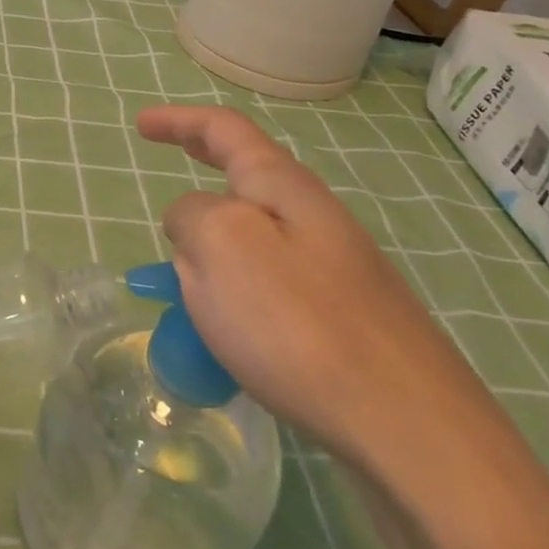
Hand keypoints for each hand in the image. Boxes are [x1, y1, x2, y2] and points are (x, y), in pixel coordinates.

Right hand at [137, 104, 497, 471]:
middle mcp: (314, 217)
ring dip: (212, 244)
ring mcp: (334, 269)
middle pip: (247, 176)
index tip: (141, 125)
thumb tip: (192, 221)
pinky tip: (224, 332)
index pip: (226, 131)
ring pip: (254, 237)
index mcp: (283, 188)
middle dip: (202, 164)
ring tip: (180, 284)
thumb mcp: (222, 247)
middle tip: (164, 161)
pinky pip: (268, 285)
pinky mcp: (342, 319)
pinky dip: (233, 290)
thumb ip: (192, 216)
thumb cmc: (299, 324)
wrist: (407, 426)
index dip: (179, 122)